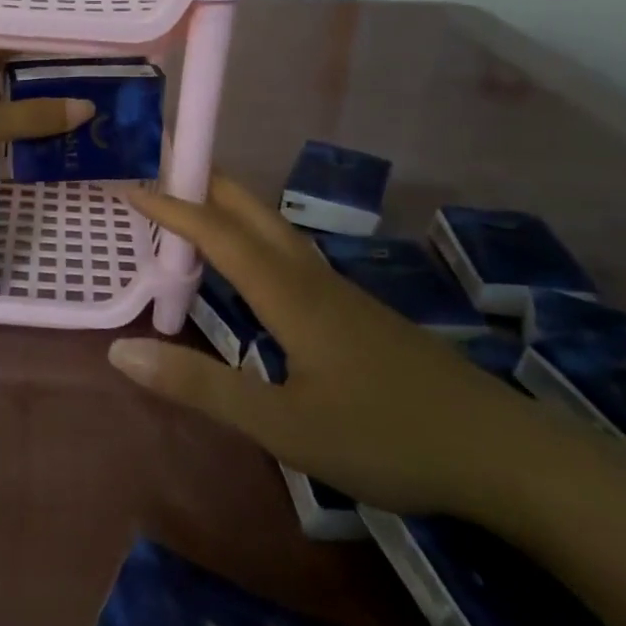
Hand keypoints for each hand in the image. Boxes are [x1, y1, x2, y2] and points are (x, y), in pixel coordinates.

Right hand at [111, 176, 553, 517]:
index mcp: (289, 294)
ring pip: (276, 231)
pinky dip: (255, 240)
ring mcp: (341, 294)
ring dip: (232, 210)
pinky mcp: (359, 314)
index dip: (173, 209)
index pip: (219, 235)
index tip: (132, 186)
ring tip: (199, 208)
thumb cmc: (386, 438)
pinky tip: (256, 268)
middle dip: (207, 184)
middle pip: (254, 213)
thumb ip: (201, 387)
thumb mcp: (282, 425)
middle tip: (164, 169)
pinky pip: (291, 256)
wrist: (503, 455)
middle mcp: (312, 279)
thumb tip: (122, 350)